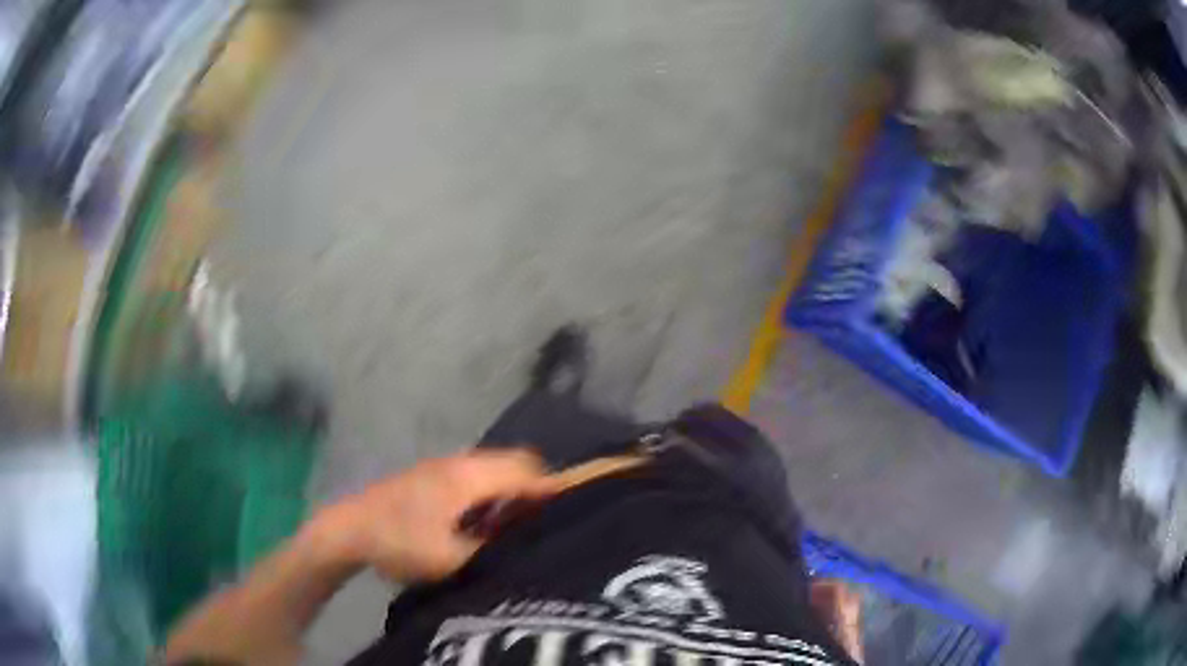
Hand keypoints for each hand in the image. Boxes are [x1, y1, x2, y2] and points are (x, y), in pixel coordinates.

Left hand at [300, 450, 550, 582]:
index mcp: (467, 478)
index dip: (550, 488)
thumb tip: (523, 544)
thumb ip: (491, 550)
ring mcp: (443, 467)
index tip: (572, 510)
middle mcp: (459, 463)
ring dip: (510, 490)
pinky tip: (485, 521)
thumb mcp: (449, 558)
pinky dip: (491, 493)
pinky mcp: (431, 477)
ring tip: (520, 524)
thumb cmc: (399, 541)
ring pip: (493, 469)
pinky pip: (476, 477)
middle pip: (512, 463)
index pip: (524, 471)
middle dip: (533, 487)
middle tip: (546, 521)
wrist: (348, 528)